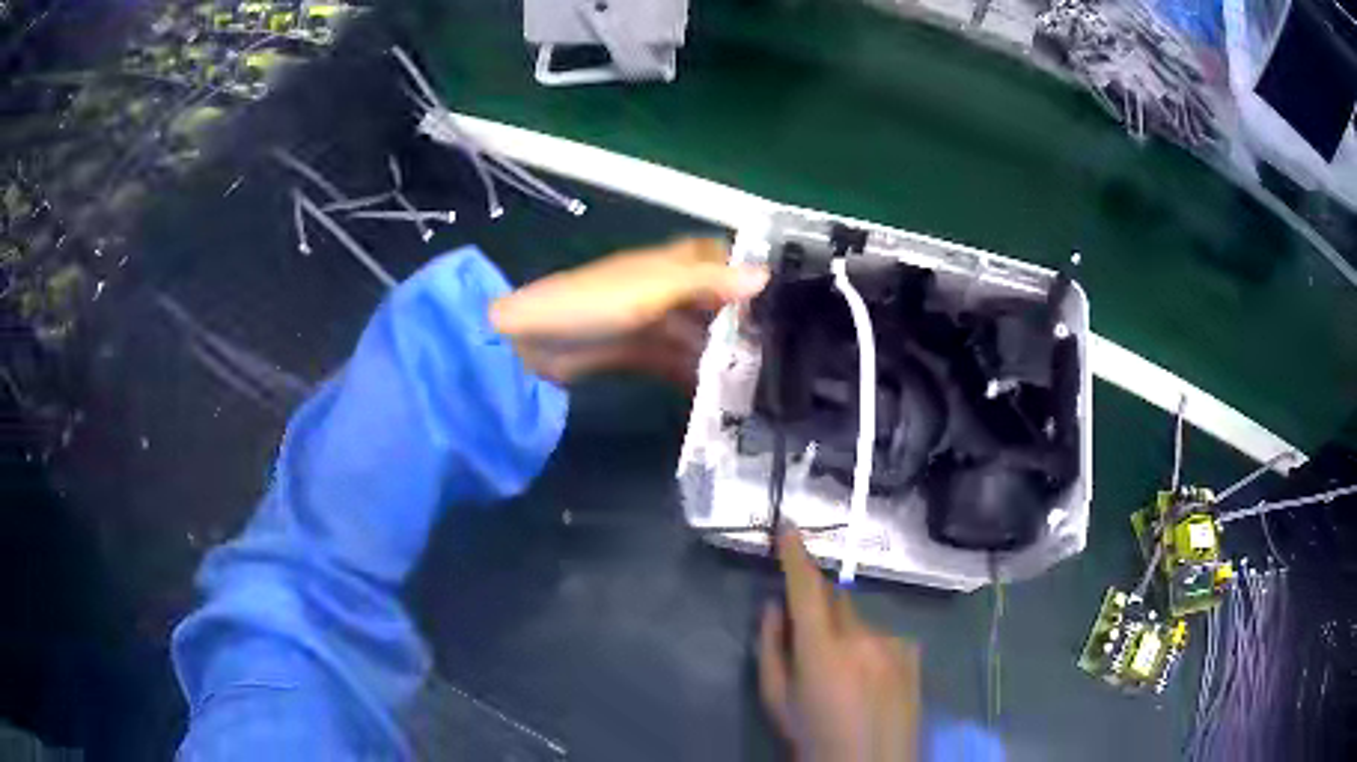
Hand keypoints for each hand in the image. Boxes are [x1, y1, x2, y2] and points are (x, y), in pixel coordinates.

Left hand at [489, 238, 767, 385]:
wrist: (530, 343)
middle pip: (706, 300)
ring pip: (691, 334)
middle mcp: (659, 291)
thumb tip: (765, 276)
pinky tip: (715, 393)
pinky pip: (670, 361)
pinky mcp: (632, 354)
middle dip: (736, 318)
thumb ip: (707, 284)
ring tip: (755, 377)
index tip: (776, 293)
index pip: (711, 256)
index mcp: (664, 265)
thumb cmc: (592, 303)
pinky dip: (690, 373)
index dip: (739, 268)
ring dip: (716, 351)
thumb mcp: (653, 290)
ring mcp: (645, 324)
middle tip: (777, 346)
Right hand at [759, 528, 920, 761]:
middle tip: (812, 644)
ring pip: (860, 621)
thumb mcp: (777, 700)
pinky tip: (871, 681)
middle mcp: (862, 636)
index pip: (805, 589)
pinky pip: (884, 636)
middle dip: (820, 609)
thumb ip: (771, 647)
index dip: (795, 556)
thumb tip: (773, 605)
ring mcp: (893, 643)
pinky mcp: (912, 652)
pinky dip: (872, 648)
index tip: (789, 527)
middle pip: (835, 600)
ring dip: (847, 635)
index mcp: (821, 650)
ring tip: (846, 677)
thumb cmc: (813, 737)